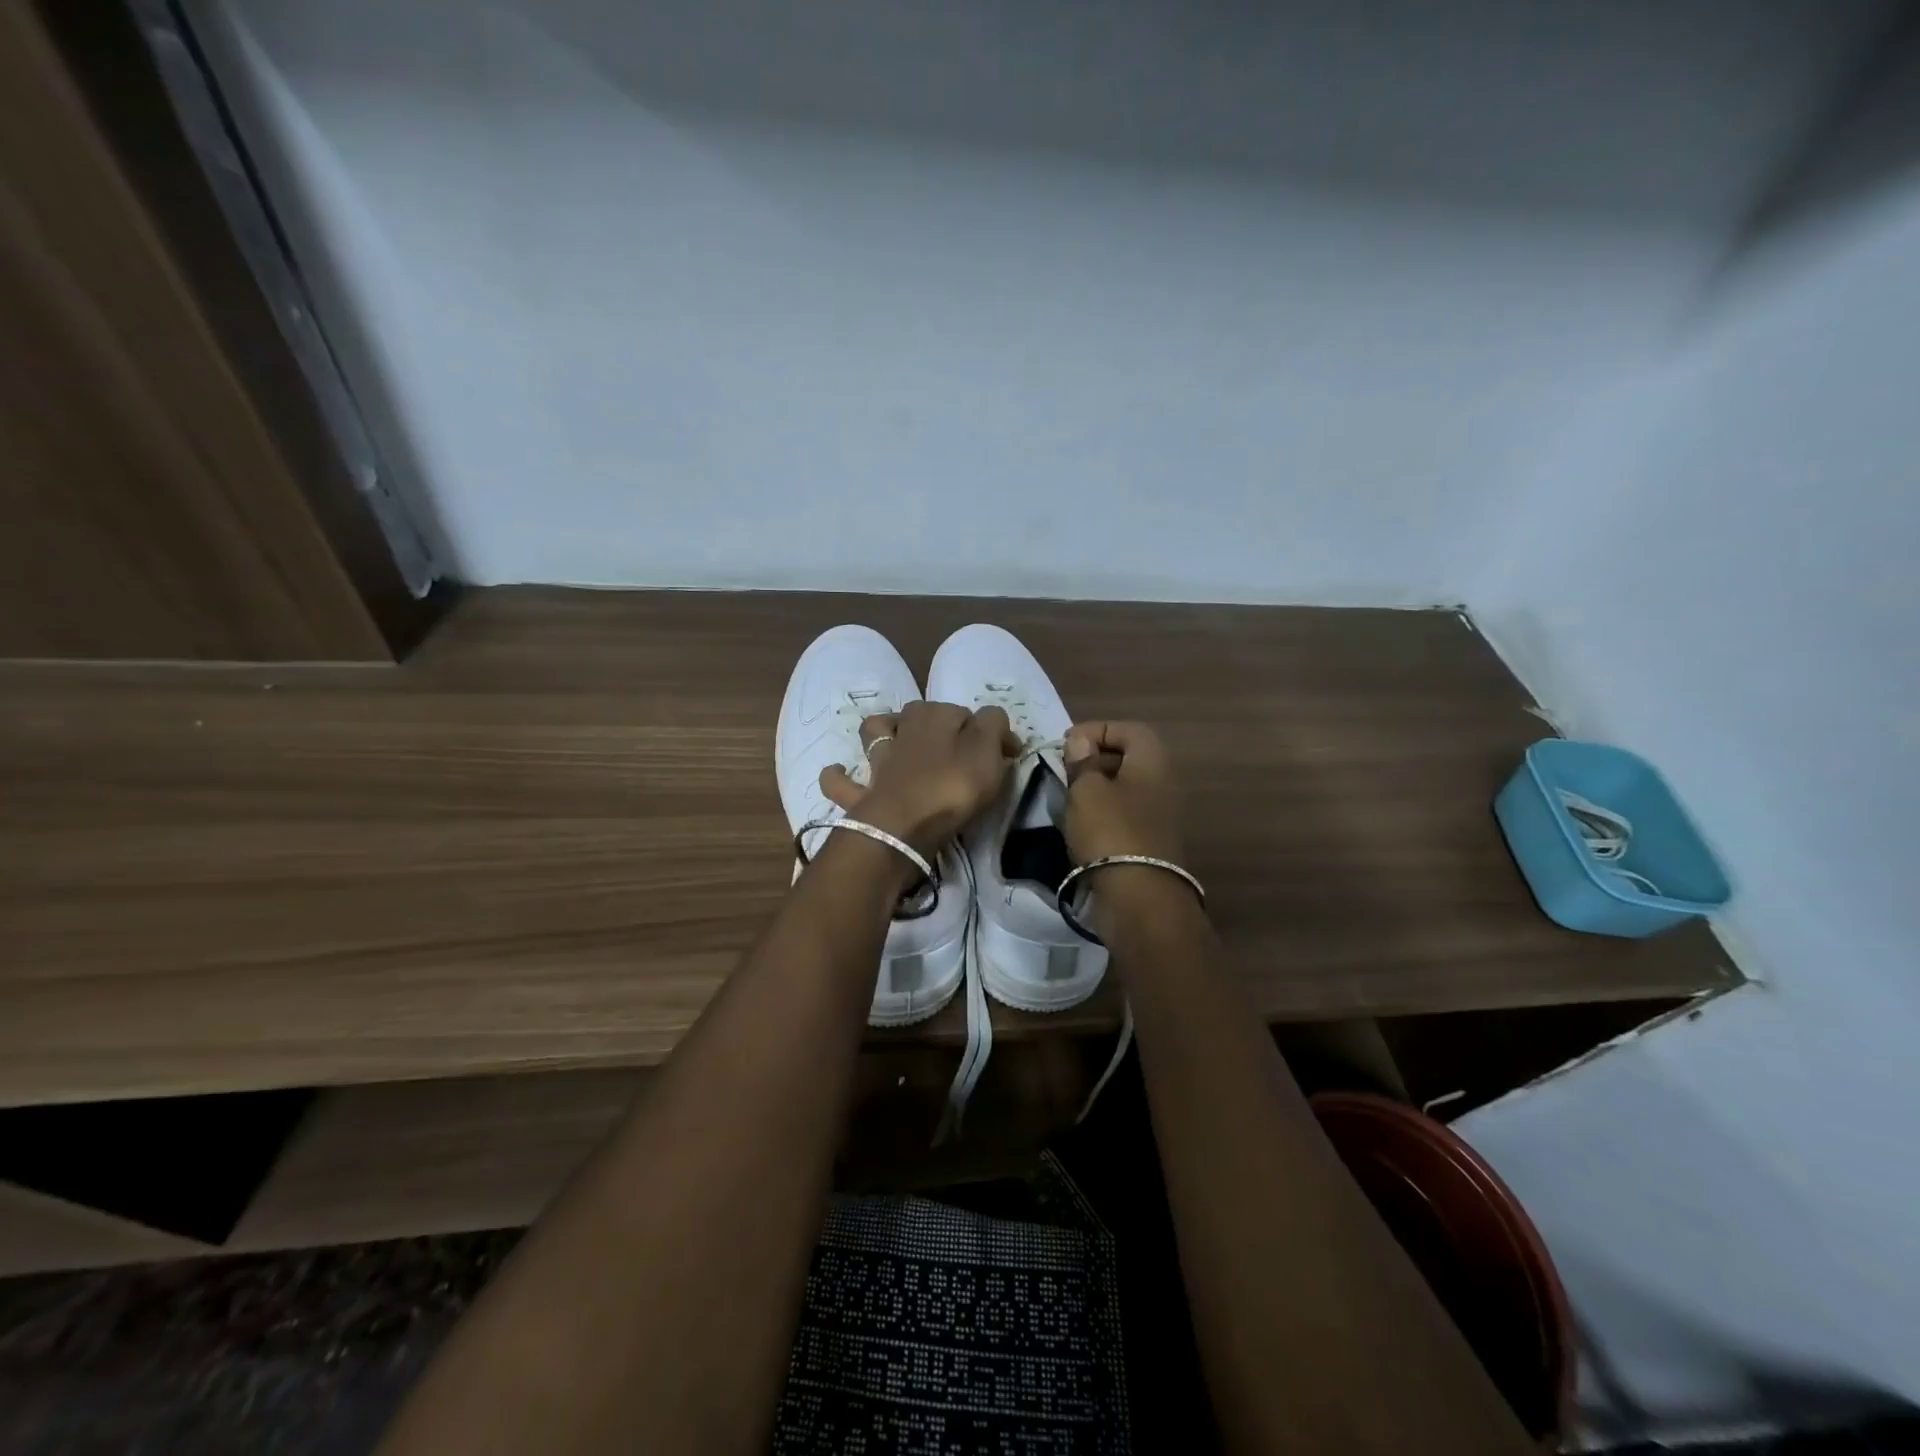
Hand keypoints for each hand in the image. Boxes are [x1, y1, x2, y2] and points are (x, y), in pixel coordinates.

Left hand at [821, 701, 1018, 856]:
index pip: (968, 713)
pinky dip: (840, 776)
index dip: (989, 732)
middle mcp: (903, 729)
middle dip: (937, 722)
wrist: (902, 827)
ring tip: (897, 744)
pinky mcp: (861, 792)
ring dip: (883, 734)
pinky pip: (842, 781)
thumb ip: (994, 727)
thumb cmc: (952, 787)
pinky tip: (843, 774)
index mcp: (935, 716)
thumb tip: (994, 722)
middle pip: (920, 714)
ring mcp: (878, 760)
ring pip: (875, 734)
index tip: (1006, 755)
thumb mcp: (987, 752)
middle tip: (959, 750)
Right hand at [1061, 721, 1184, 864]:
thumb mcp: (1087, 789)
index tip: (1066, 744)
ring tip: (1067, 797)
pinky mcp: (1149, 842)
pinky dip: (1102, 814)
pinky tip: (1080, 825)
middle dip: (1094, 758)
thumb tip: (1080, 741)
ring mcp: (1158, 815)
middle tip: (1064, 769)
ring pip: (1124, 788)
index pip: (1129, 729)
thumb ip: (1082, 761)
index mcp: (1153, 762)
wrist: (1138, 898)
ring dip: (1095, 789)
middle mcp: (1162, 783)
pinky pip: (1123, 815)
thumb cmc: (1110, 831)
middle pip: (1128, 758)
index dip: (1097, 729)